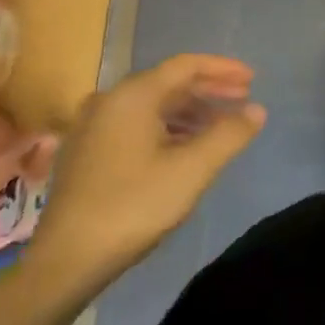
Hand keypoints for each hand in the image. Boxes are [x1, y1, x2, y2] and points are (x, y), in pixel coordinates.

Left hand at [26, 55, 266, 297]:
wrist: (67, 259)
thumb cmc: (134, 205)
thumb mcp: (193, 169)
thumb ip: (229, 134)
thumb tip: (257, 110)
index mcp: (132, 95)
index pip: (186, 65)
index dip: (223, 69)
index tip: (253, 79)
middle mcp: (109, 100)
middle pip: (169, 83)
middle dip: (209, 90)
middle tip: (244, 100)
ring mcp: (93, 126)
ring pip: (153, 105)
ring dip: (191, 111)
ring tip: (221, 127)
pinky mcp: (87, 151)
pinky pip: (136, 124)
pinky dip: (168, 127)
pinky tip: (186, 147)